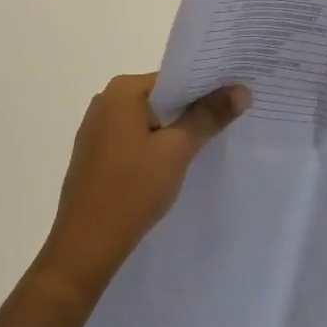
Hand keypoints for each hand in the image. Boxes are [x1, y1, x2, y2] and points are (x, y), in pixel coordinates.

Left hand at [33, 73, 250, 304]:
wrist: (84, 248)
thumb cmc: (131, 190)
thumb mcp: (177, 150)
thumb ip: (209, 116)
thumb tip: (242, 90)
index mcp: (122, 91)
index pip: (175, 78)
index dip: (207, 86)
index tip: (236, 95)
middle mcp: (105, 102)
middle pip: (162, 97)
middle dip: (193, 108)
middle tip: (231, 116)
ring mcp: (97, 130)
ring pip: (149, 120)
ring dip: (175, 129)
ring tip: (210, 139)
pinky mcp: (96, 156)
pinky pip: (135, 138)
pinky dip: (156, 145)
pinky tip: (175, 163)